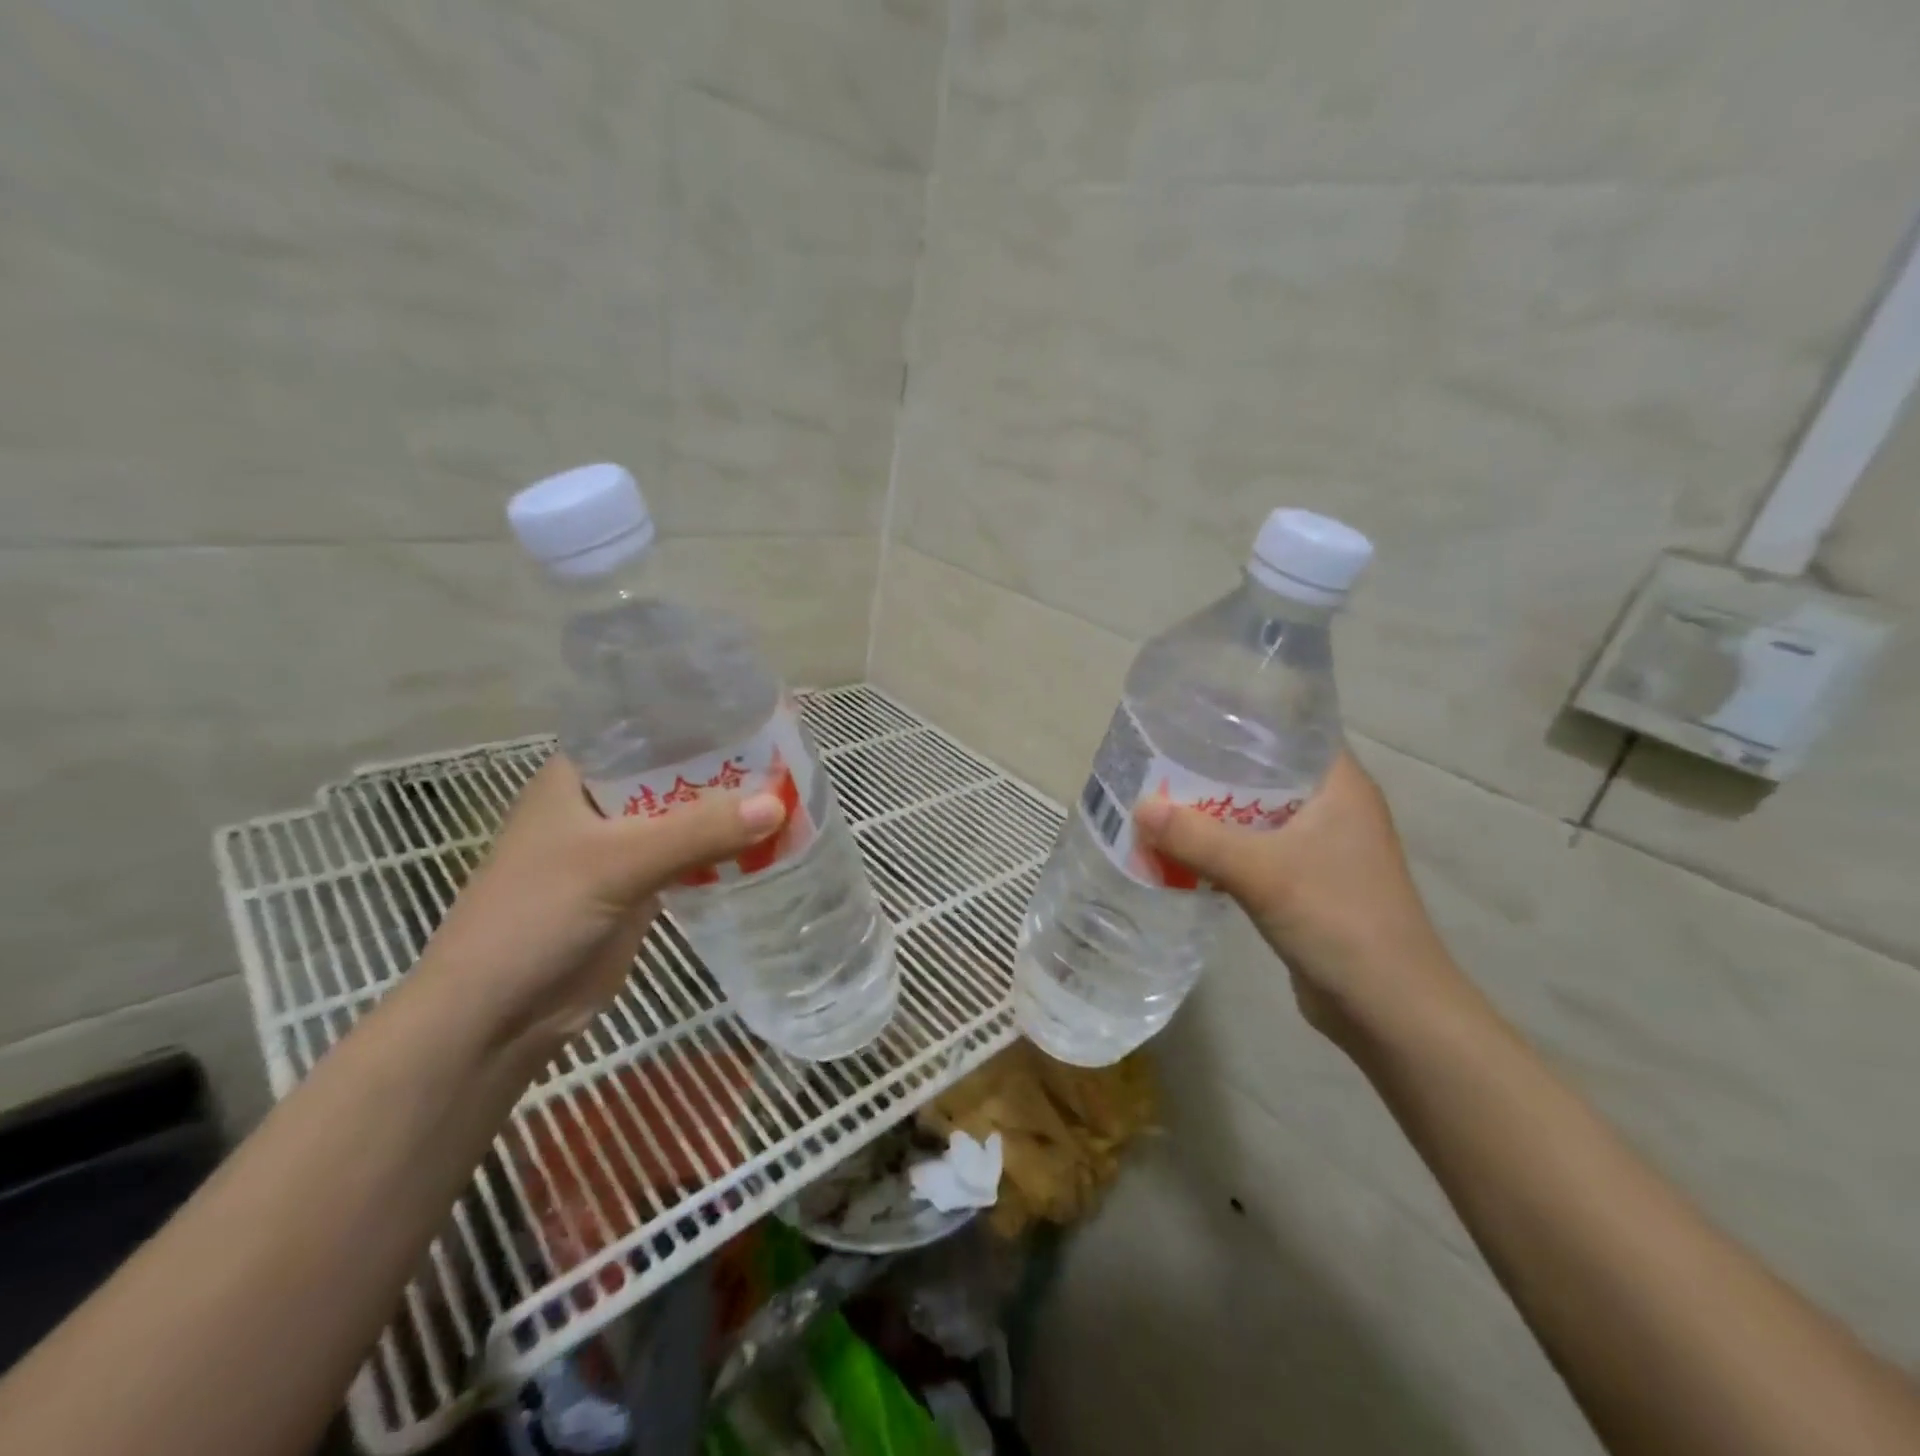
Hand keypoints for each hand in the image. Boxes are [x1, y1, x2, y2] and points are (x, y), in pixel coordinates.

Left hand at [414, 756, 785, 1056]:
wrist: (496, 1018)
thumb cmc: (536, 918)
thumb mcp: (618, 863)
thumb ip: (697, 832)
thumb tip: (778, 804)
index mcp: (579, 777)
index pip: (647, 731)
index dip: (699, 721)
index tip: (756, 713)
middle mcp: (600, 805)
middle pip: (674, 775)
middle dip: (726, 769)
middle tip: (791, 756)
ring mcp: (620, 850)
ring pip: (685, 819)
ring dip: (729, 813)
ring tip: (792, 794)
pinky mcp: (638, 889)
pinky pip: (690, 858)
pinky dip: (723, 852)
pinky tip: (767, 844)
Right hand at [1133, 750, 1468, 1048]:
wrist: (1388, 1009)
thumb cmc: (1340, 921)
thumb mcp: (1263, 874)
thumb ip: (1199, 839)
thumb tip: (1139, 807)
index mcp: (1339, 785)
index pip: (1288, 729)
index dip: (1240, 717)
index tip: (1186, 715)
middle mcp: (1332, 806)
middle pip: (1263, 771)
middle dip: (1211, 767)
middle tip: (1156, 759)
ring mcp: (1320, 846)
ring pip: (1255, 812)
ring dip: (1212, 810)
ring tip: (1157, 798)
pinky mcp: (1305, 881)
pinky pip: (1254, 848)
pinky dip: (1221, 845)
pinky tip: (1180, 848)